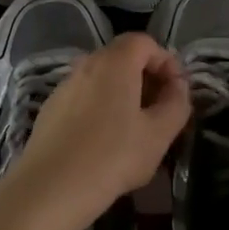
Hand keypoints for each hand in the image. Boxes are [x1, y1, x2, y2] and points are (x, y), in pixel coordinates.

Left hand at [6, 33, 190, 220]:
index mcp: (115, 63)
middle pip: (122, 56)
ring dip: (122, 92)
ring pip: (101, 77)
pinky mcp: (50, 108)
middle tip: (159, 109)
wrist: (51, 187)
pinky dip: (100, 105)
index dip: (166, 61)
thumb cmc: (112, 157)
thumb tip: (178, 87)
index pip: (144, 42)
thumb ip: (176, 104)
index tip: (176, 90)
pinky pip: (83, 95)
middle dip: (146, 76)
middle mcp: (87, 64)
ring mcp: (64, 86)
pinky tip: (104, 139)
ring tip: (134, 127)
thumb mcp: (158, 134)